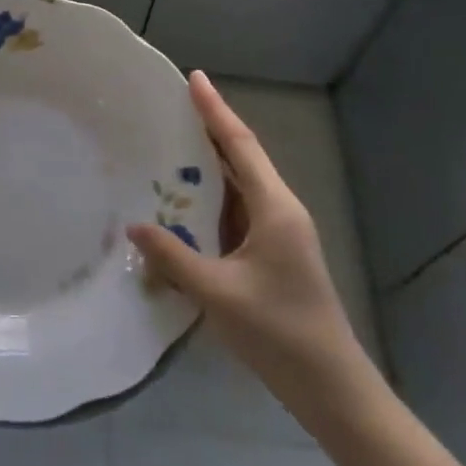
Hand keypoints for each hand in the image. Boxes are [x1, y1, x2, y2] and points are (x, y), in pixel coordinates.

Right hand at [128, 71, 377, 430]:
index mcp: (275, 208)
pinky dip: (212, 197)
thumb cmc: (279, 333)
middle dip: (209, 128)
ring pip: (240, 184)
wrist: (332, 387)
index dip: (215, 110)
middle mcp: (280, 210)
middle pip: (241, 157)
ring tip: (170, 144)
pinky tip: (186, 202)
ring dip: (209, 164)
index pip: (240, 145)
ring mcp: (279, 232)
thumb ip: (173, 257)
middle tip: (170, 106)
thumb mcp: (218, 293)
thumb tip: (134, 225)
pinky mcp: (273, 253)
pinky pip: (238, 210)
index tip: (194, 77)